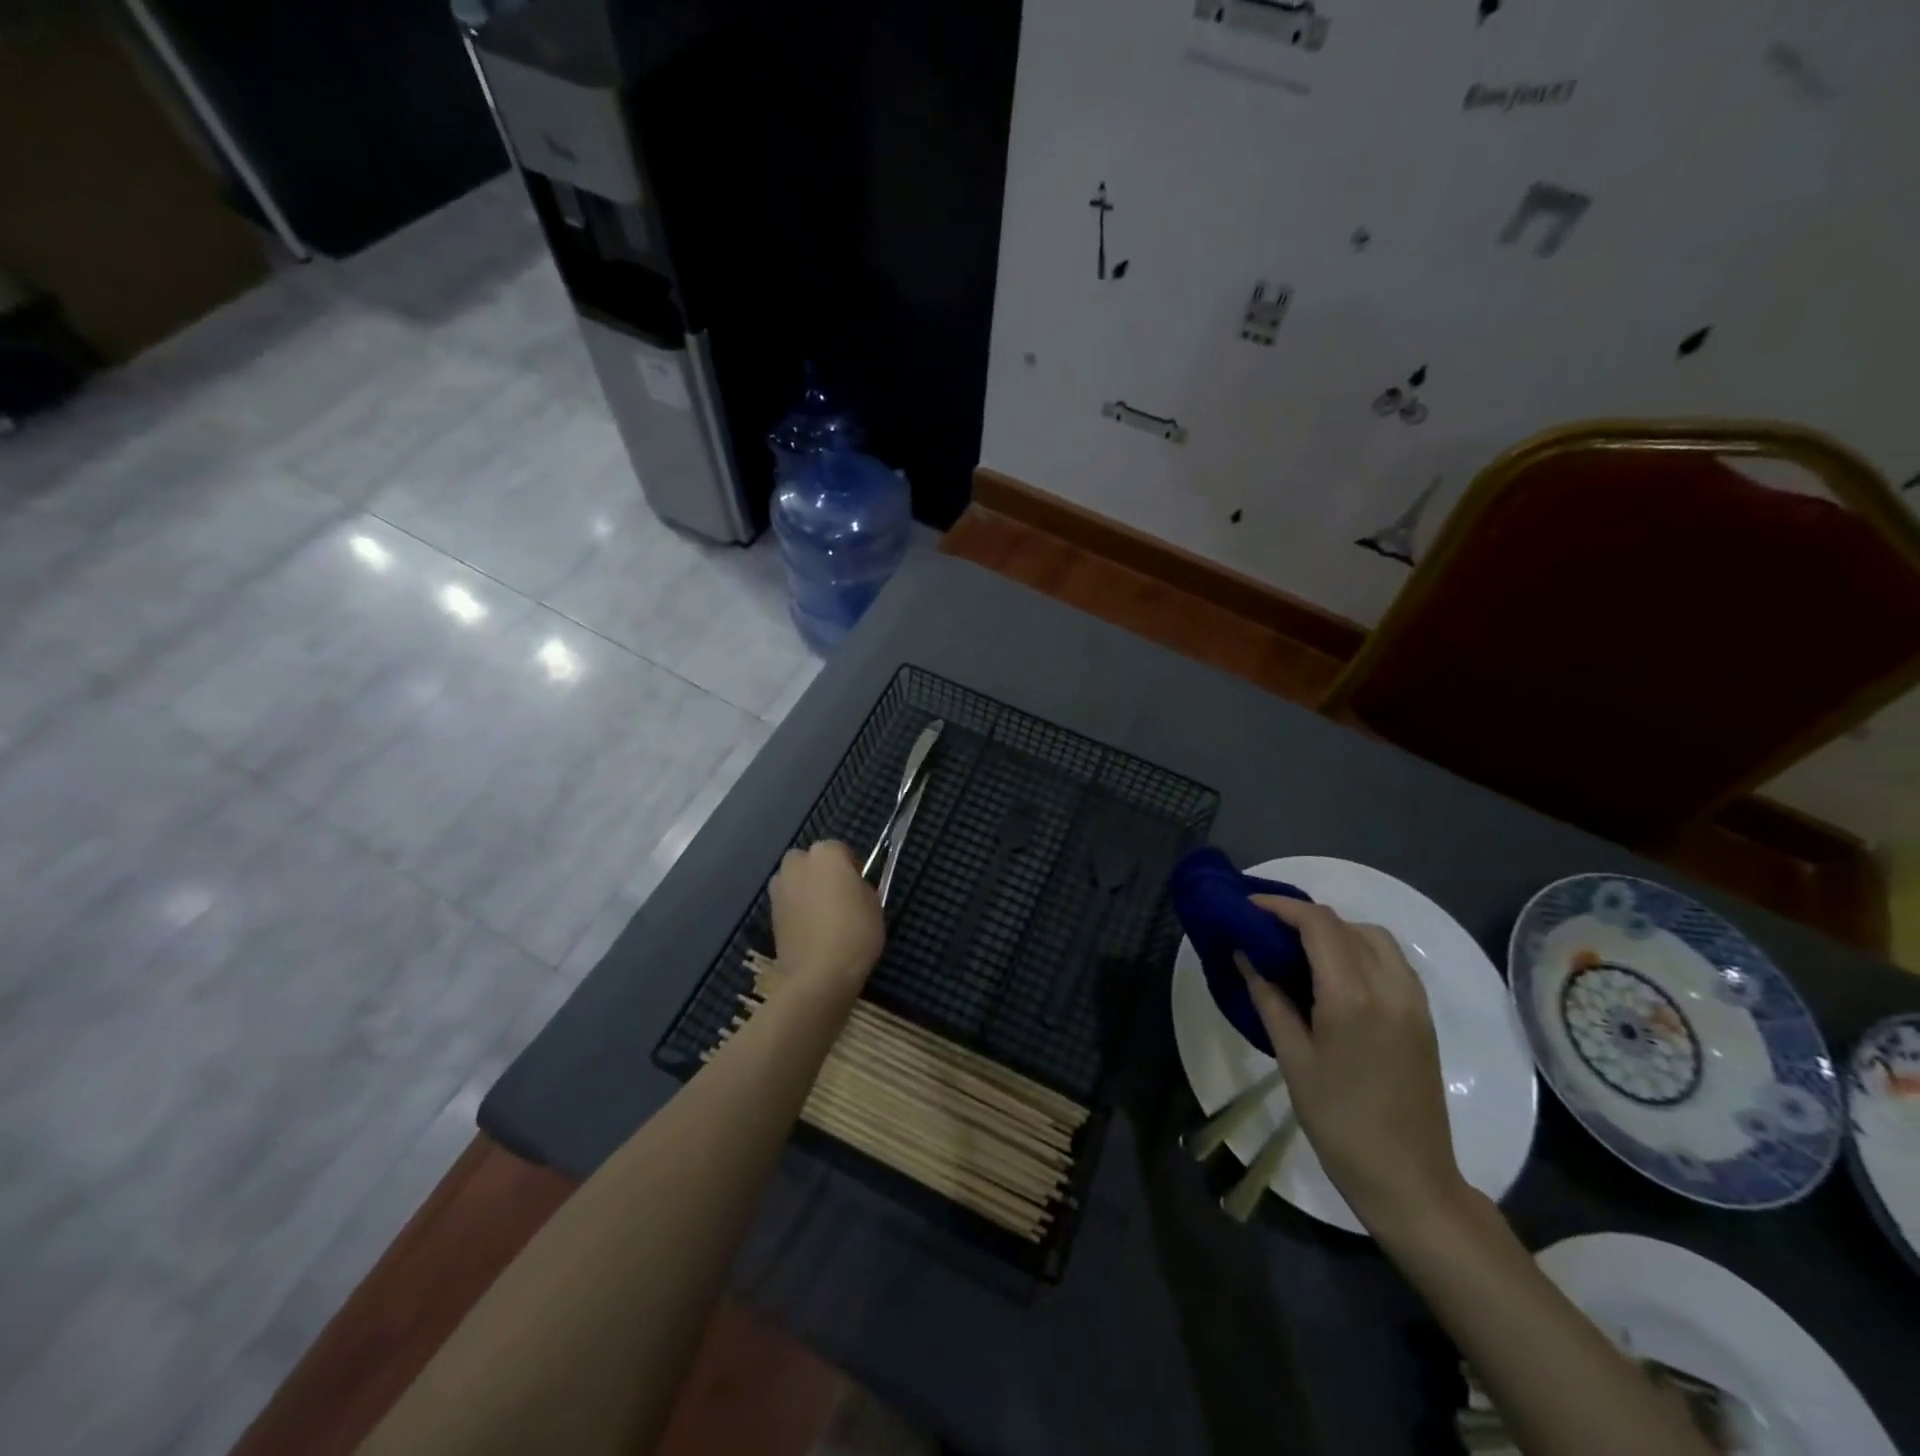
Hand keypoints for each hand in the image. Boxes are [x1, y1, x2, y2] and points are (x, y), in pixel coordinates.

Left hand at [769, 841, 884, 993]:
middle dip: (820, 871)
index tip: (858, 887)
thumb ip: (859, 885)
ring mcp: (779, 888)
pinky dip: (795, 908)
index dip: (851, 866)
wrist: (819, 974)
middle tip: (838, 896)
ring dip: (804, 888)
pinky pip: (787, 901)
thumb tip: (850, 887)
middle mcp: (797, 864)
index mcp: (826, 854)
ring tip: (821, 914)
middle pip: (809, 859)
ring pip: (794, 879)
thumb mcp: (874, 903)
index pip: (840, 849)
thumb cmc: (855, 932)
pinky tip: (809, 929)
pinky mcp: (769, 913)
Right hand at [1240, 896, 1465, 1233]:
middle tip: (1267, 929)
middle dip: (1304, 917)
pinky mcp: (1423, 1016)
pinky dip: (1360, 949)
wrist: (1408, 1178)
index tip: (1249, 906)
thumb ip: (1269, 999)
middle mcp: (1389, 987)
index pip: (1319, 925)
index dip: (1282, 907)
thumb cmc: (1339, 1121)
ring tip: (1299, 949)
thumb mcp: (1293, 1058)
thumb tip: (1246, 956)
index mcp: (1353, 997)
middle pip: (1346, 924)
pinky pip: (1391, 961)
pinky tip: (1335, 973)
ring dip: (1336, 930)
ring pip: (1374, 937)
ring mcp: (1413, 1001)